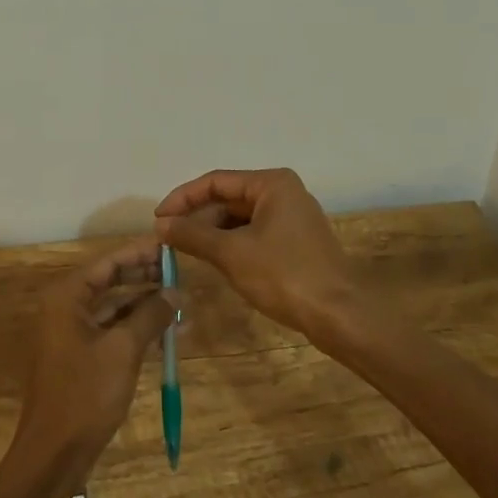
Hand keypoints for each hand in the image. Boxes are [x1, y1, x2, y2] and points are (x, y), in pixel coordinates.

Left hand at [10, 237, 176, 485]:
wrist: (54, 454)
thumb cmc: (85, 394)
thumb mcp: (123, 350)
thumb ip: (150, 315)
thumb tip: (176, 292)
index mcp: (67, 296)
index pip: (108, 262)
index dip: (141, 253)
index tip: (171, 247)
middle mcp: (66, 307)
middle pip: (111, 281)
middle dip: (146, 278)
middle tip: (181, 274)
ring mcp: (73, 333)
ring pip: (115, 307)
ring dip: (146, 306)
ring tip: (182, 304)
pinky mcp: (82, 356)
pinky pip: (113, 331)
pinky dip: (138, 329)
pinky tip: (168, 334)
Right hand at [154, 167, 364, 338]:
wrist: (339, 315)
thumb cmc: (284, 275)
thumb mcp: (231, 253)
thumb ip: (193, 234)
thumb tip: (160, 225)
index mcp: (271, 183)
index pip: (215, 181)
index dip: (182, 198)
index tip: (158, 219)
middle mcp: (283, 192)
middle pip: (228, 197)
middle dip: (197, 216)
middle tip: (168, 237)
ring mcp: (292, 217)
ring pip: (240, 217)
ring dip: (212, 231)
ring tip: (185, 249)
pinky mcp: (295, 242)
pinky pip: (254, 233)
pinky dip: (231, 243)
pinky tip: (215, 260)